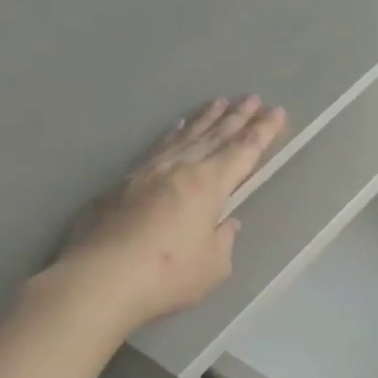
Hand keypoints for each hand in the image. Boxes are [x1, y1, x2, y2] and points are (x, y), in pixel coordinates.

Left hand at [40, 95, 287, 335]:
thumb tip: (226, 223)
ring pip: (185, 137)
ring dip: (206, 119)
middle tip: (253, 97)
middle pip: (216, 136)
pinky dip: (172, 134)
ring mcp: (149, 172)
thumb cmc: (168, 275)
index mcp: (209, 185)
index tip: (277, 112)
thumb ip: (223, 239)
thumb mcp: (214, 265)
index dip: (263, 132)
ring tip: (220, 102)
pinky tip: (176, 127)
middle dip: (238, 117)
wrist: (99, 280)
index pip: (243, 152)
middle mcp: (181, 168)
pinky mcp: (123, 183)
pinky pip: (158, 147)